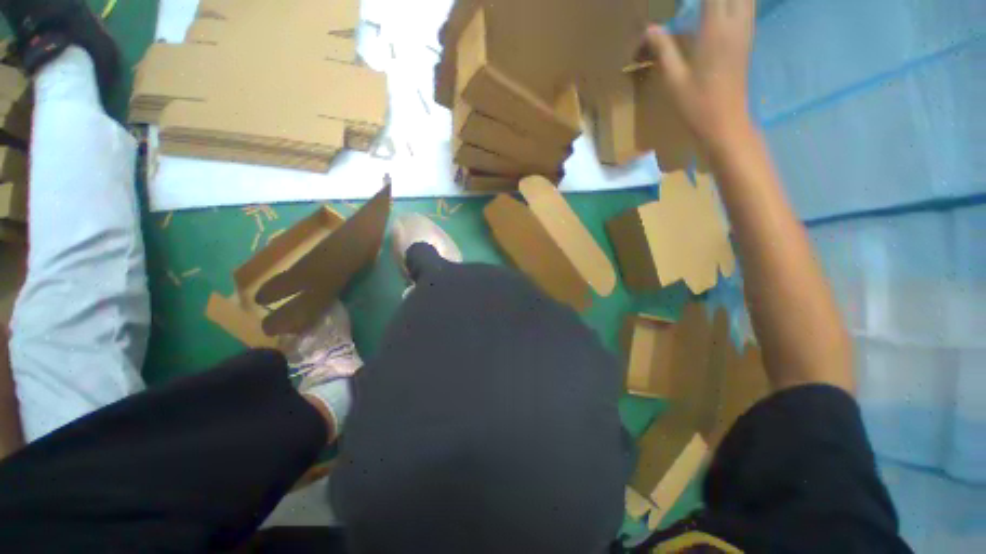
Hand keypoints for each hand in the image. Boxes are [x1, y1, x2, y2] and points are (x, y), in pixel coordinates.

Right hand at [643, 0, 756, 144]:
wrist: (725, 122)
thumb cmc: (696, 104)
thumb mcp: (674, 80)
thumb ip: (664, 50)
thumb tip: (650, 28)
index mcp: (715, 30)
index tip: (681, 2)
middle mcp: (735, 23)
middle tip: (693, 5)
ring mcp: (745, 30)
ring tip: (706, 6)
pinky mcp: (748, 38)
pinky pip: (748, 6)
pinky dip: (736, 2)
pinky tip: (722, 8)